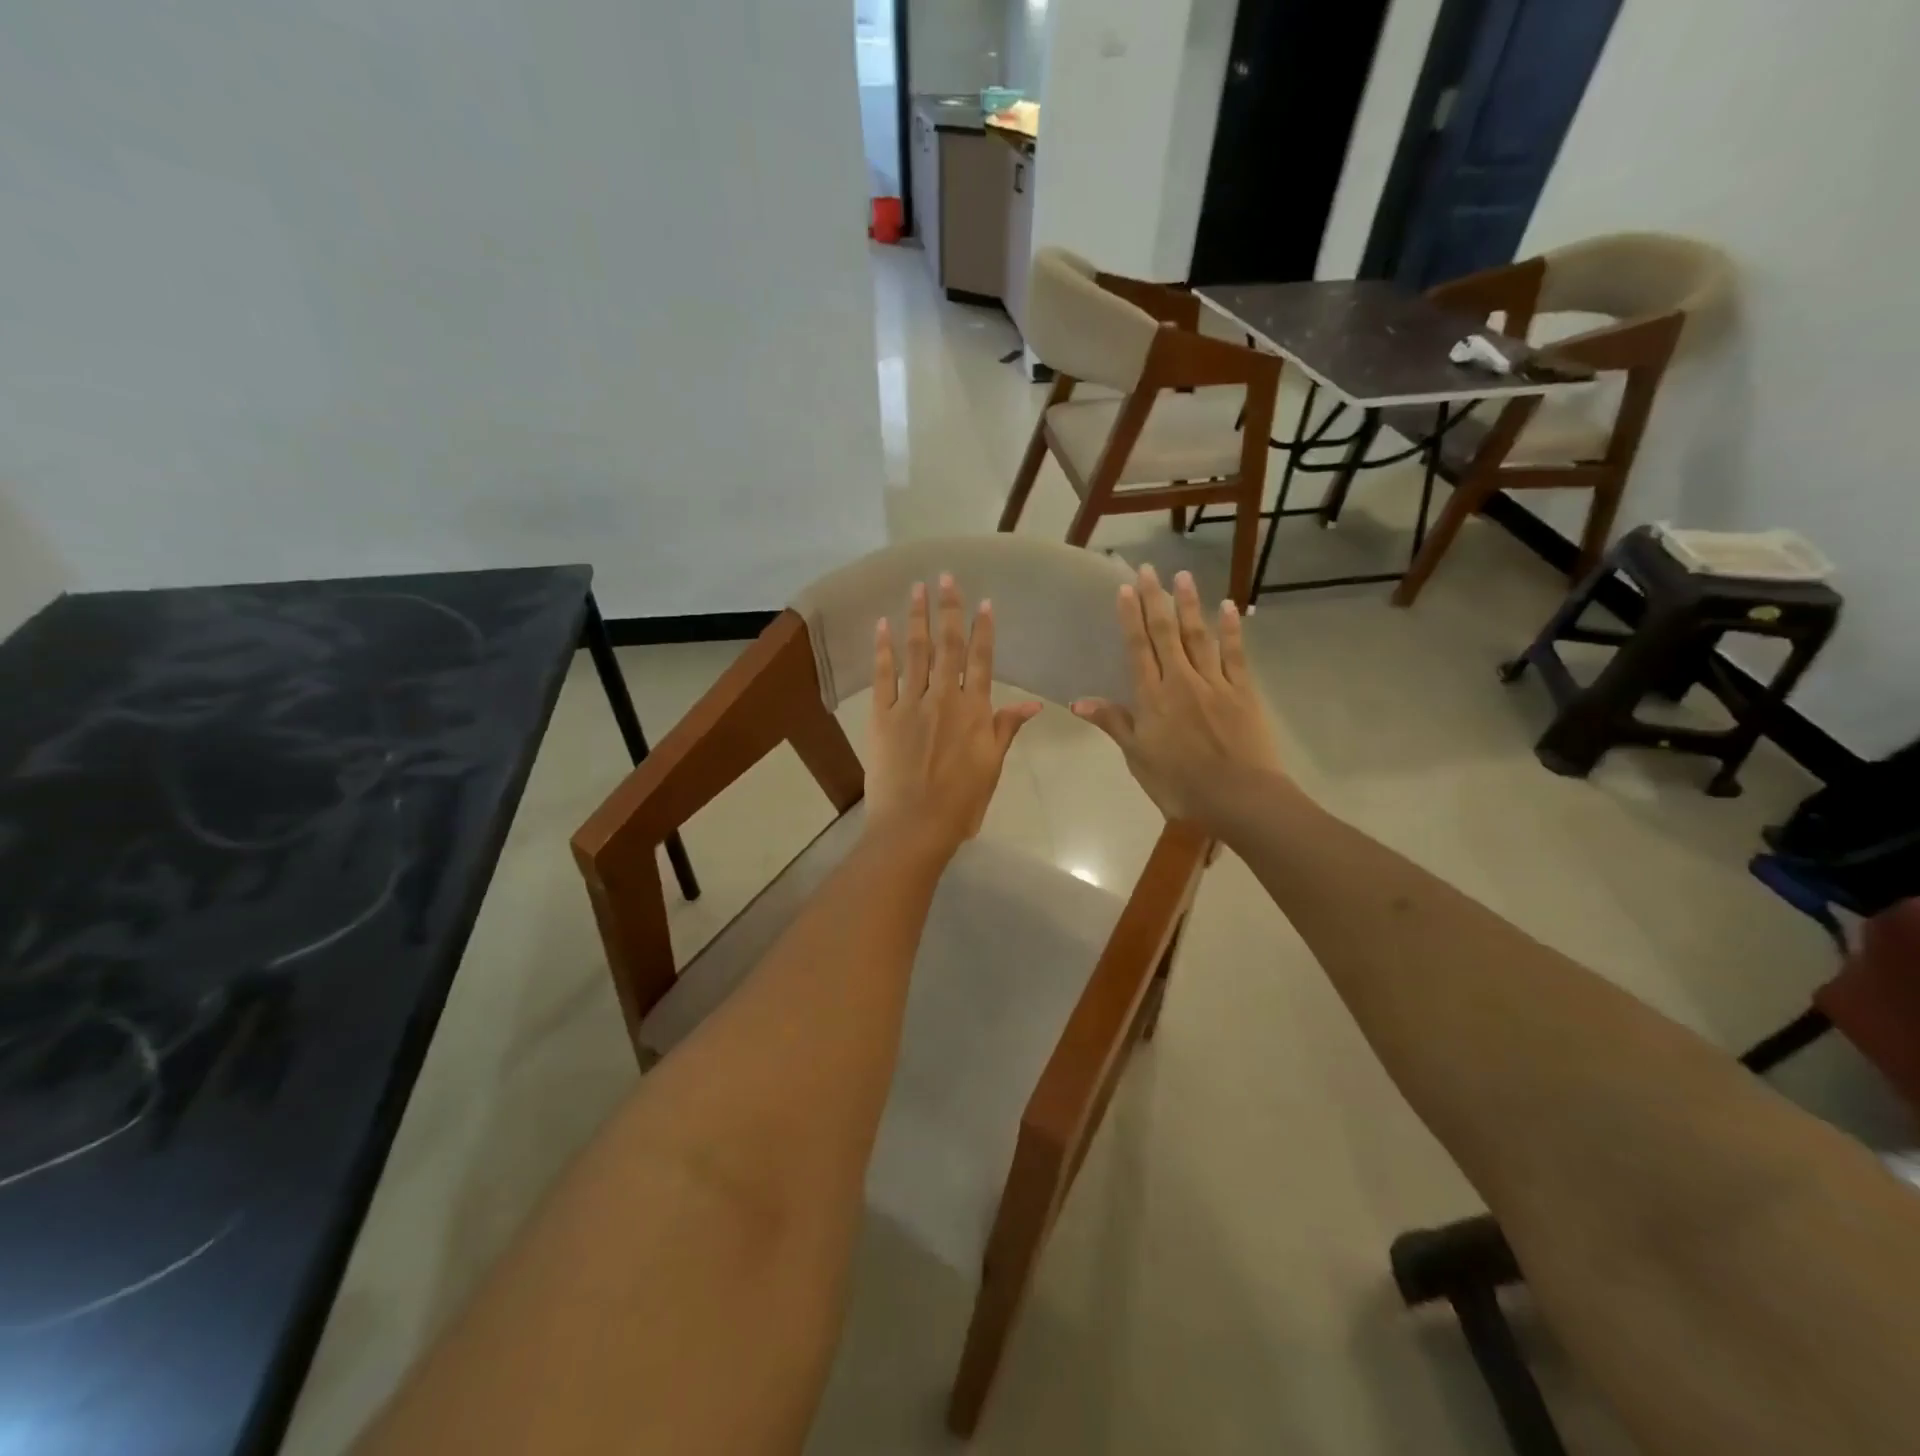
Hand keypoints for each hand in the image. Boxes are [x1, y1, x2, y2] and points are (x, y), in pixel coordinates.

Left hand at [864, 575, 1041, 855]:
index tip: (983, 602)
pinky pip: (883, 675)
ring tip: (917, 588)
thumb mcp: (992, 767)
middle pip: (948, 646)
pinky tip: (883, 625)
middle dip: (948, 609)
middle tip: (946, 576)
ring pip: (916, 652)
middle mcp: (944, 698)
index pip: (981, 660)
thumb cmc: (960, 803)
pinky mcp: (882, 715)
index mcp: (974, 711)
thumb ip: (1006, 729)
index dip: (982, 630)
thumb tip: (1035, 705)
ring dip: (917, 617)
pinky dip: (883, 649)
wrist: (914, 826)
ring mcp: (910, 704)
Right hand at [1071, 565, 1284, 829]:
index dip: (1130, 617)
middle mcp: (1181, 681)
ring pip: (1199, 636)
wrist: (1239, 797)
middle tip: (1149, 569)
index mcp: (1152, 698)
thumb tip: (1078, 701)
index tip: (1125, 589)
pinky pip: (1236, 654)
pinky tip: (1229, 607)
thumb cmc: (1179, 784)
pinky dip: (1231, 629)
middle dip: (1156, 600)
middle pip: (1166, 633)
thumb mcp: (1138, 757)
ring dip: (1190, 604)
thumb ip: (1113, 723)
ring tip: (1183, 576)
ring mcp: (1215, 683)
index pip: (1138, 649)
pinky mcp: (1243, 691)